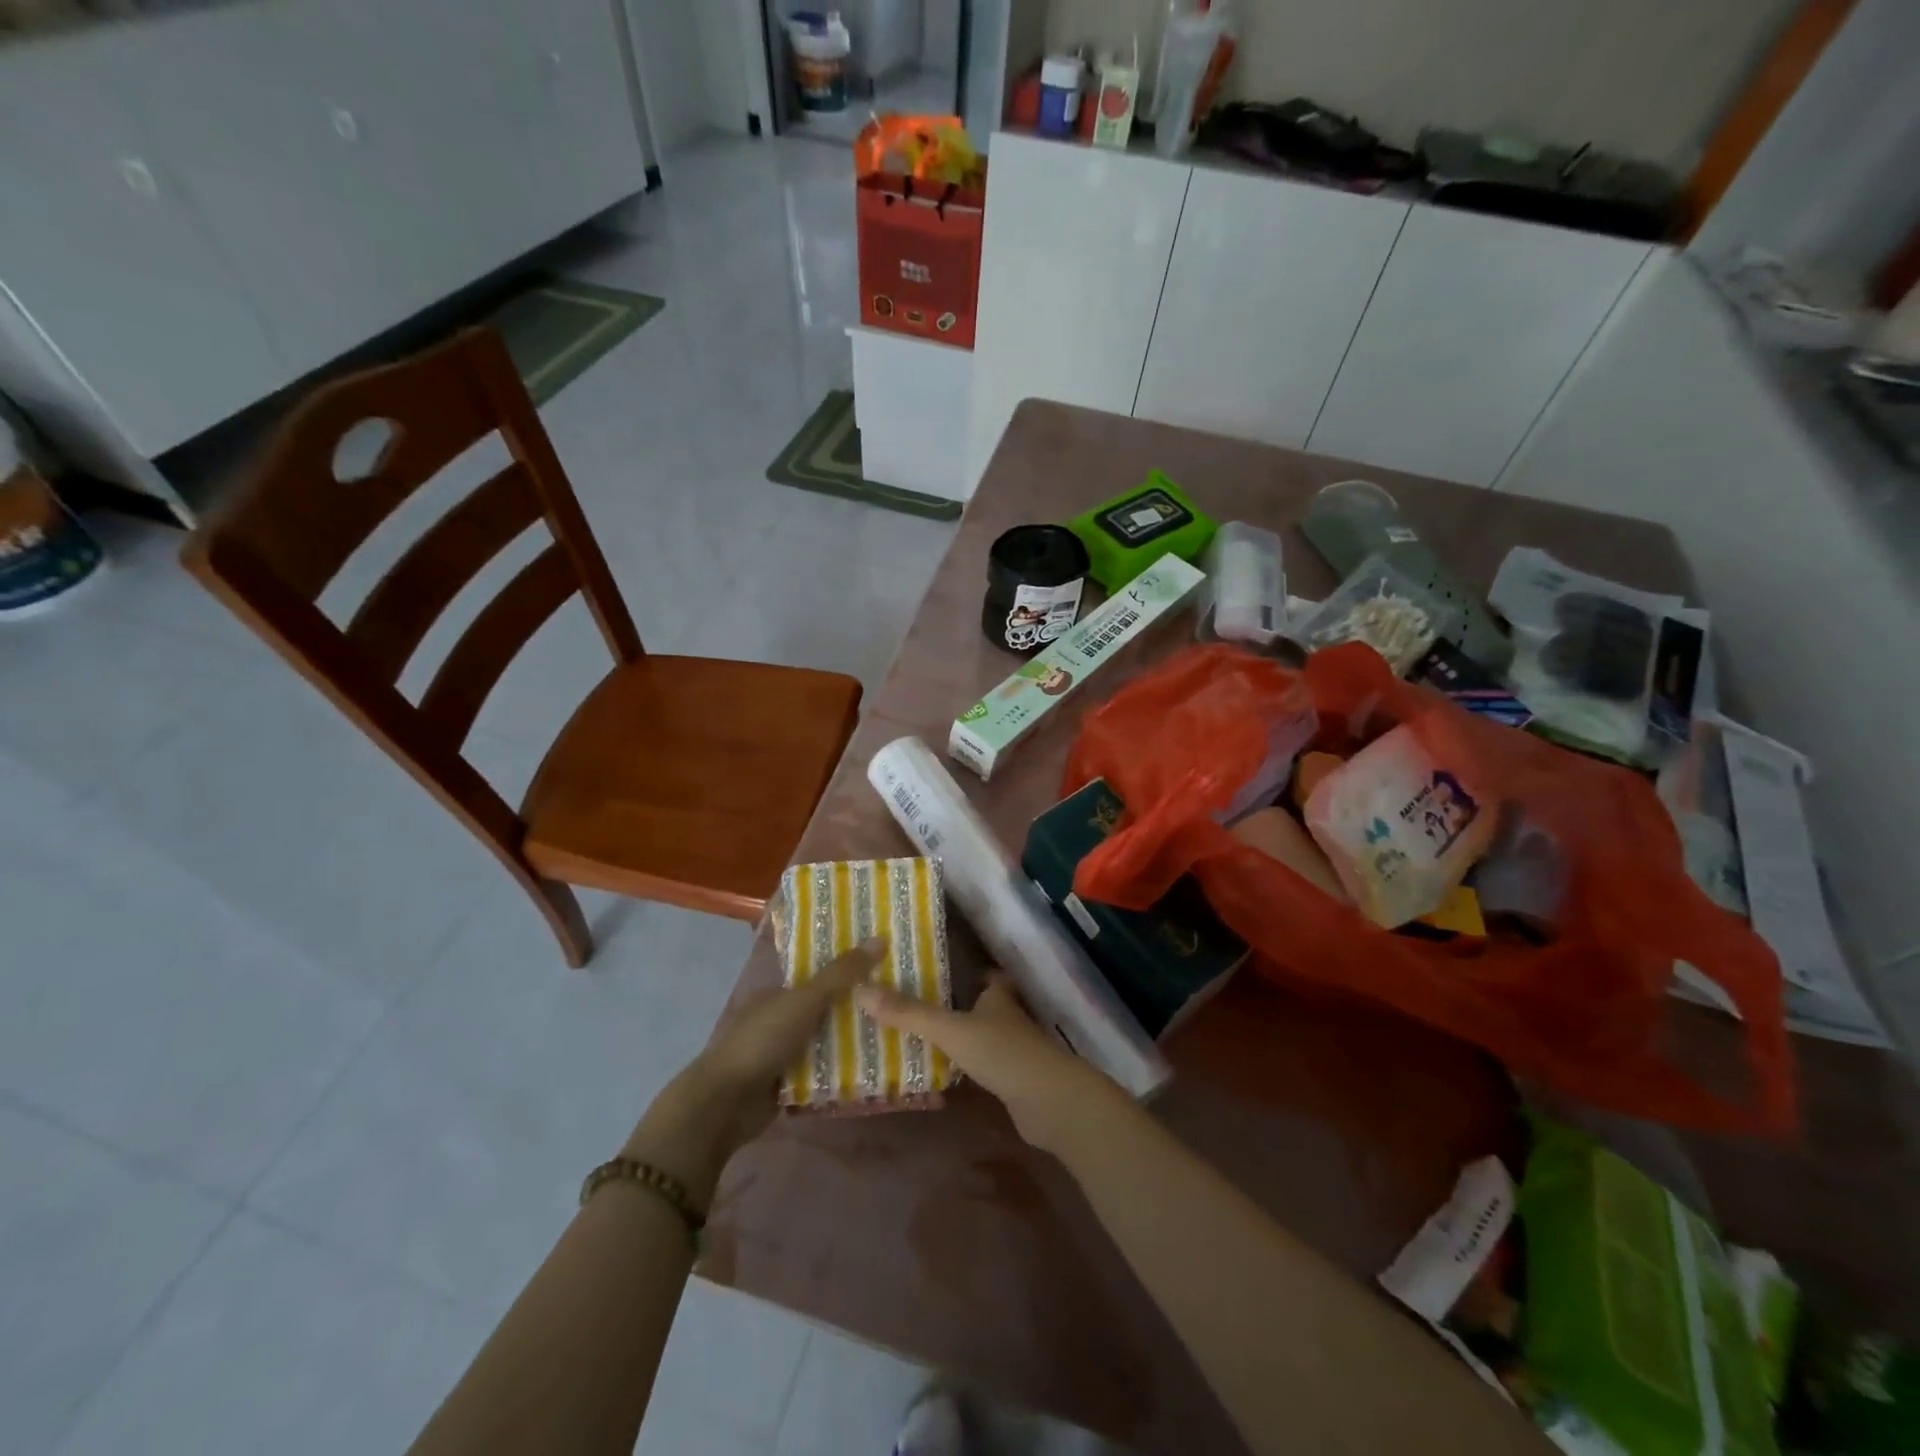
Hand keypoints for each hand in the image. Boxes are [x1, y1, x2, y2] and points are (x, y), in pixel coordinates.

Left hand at [624, 938, 883, 1199]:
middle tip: (899, 1003)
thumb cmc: (762, 1041)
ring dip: (851, 1043)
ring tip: (896, 1035)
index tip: (885, 969)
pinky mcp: (785, 1085)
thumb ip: (841, 974)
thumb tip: (880, 937)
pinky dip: (839, 1072)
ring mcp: (781, 1054)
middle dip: (855, 1008)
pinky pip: (820, 1072)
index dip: (849, 971)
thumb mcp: (805, 1000)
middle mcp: (779, 1020)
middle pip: (824, 1009)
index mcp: (778, 993)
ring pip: (824, 1042)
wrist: (724, 1104)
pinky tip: (873, 1070)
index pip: (819, 976)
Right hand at [855, 975, 1125, 1153]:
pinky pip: (984, 1066)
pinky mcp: (1014, 1080)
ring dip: (961, 1036)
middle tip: (918, 1005)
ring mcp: (1013, 1050)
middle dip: (957, 1004)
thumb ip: (909, 1013)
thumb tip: (861, 990)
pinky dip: (967, 1066)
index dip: (967, 971)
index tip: (937, 969)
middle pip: (983, 1005)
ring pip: (983, 1035)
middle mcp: (1008, 1017)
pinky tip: (945, 1073)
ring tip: (922, 1038)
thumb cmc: (1002, 1053)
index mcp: (997, 996)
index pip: (985, 975)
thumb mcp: (950, 1029)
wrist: (1049, 1102)